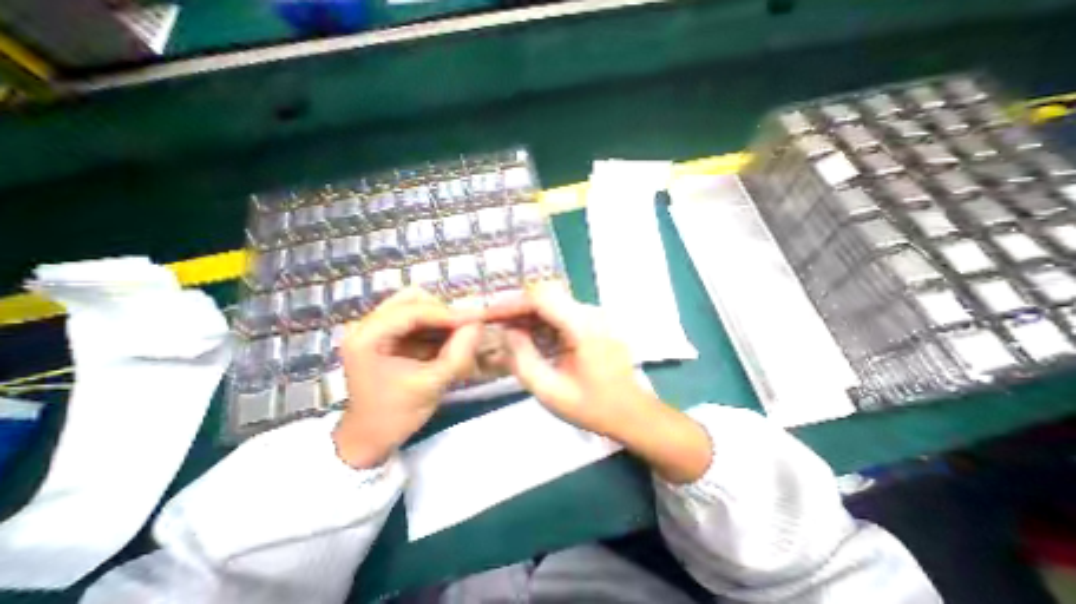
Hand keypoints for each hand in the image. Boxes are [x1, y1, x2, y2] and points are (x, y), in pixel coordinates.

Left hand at [336, 290, 480, 469]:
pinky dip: (435, 326)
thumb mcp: (432, 385)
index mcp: (367, 338)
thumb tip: (479, 324)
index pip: (414, 311)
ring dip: (440, 318)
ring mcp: (374, 328)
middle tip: (465, 328)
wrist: (369, 438)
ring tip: (458, 335)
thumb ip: (458, 353)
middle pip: (412, 299)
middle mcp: (366, 325)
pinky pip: (415, 319)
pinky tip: (447, 340)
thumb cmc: (395, 415)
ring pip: (415, 306)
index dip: (448, 313)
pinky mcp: (384, 335)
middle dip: (443, 312)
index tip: (477, 319)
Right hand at [484, 280, 651, 435]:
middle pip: (547, 295)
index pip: (542, 297)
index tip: (491, 315)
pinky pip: (563, 312)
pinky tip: (532, 337)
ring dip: (529, 314)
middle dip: (518, 308)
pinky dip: (543, 321)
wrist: (633, 413)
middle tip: (496, 324)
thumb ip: (524, 360)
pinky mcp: (595, 322)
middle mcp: (591, 312)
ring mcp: (596, 315)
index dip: (512, 303)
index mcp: (584, 327)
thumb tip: (508, 332)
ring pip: (554, 302)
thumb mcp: (551, 392)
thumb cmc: (594, 407)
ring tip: (509, 331)